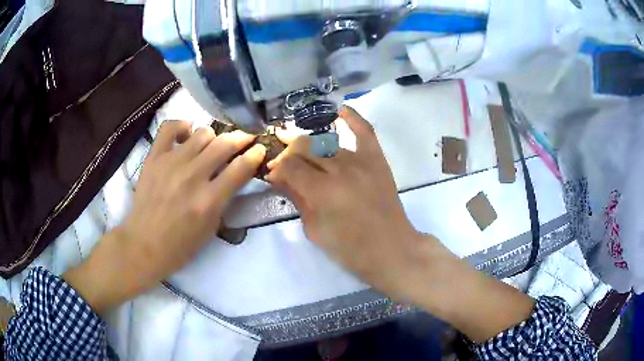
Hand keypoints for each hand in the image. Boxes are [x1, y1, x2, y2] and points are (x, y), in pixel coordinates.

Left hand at [64, 121, 265, 312]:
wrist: (143, 245)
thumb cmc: (180, 245)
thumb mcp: (211, 228)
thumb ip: (224, 199)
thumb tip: (233, 173)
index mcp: (209, 200)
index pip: (241, 167)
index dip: (256, 154)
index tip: (259, 149)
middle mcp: (192, 176)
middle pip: (225, 144)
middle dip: (241, 138)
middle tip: (244, 140)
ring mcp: (171, 163)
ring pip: (202, 133)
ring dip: (213, 137)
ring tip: (211, 146)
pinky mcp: (154, 158)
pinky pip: (170, 128)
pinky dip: (182, 126)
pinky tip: (186, 135)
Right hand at [266, 106, 437, 301]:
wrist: (392, 250)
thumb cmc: (351, 250)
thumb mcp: (315, 231)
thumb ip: (297, 199)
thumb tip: (280, 178)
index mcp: (324, 192)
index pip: (290, 166)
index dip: (276, 168)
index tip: (272, 175)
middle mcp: (341, 170)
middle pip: (305, 147)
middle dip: (288, 151)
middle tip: (282, 160)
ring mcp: (362, 162)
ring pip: (327, 142)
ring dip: (309, 144)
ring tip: (299, 147)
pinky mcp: (377, 160)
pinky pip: (365, 131)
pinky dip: (353, 118)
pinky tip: (339, 110)